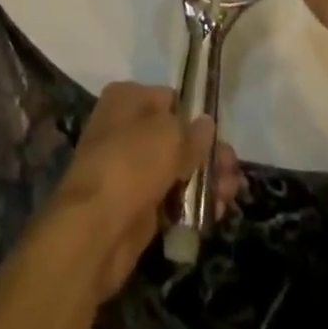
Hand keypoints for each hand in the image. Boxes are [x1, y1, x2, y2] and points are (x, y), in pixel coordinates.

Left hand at [46, 82, 242, 301]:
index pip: (169, 98)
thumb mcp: (170, 136)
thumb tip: (206, 126)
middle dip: (206, 153)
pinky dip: (192, 204)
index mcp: (126, 98)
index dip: (194, 114)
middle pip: (175, 136)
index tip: (218, 134)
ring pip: (176, 169)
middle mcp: (125, 128)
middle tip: (232, 169)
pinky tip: (216, 212)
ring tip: (231, 193)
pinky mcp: (136, 208)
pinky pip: (170, 199)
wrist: (95, 230)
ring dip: (205, 180)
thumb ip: (193, 132)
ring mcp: (129, 170)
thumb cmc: (131, 163)